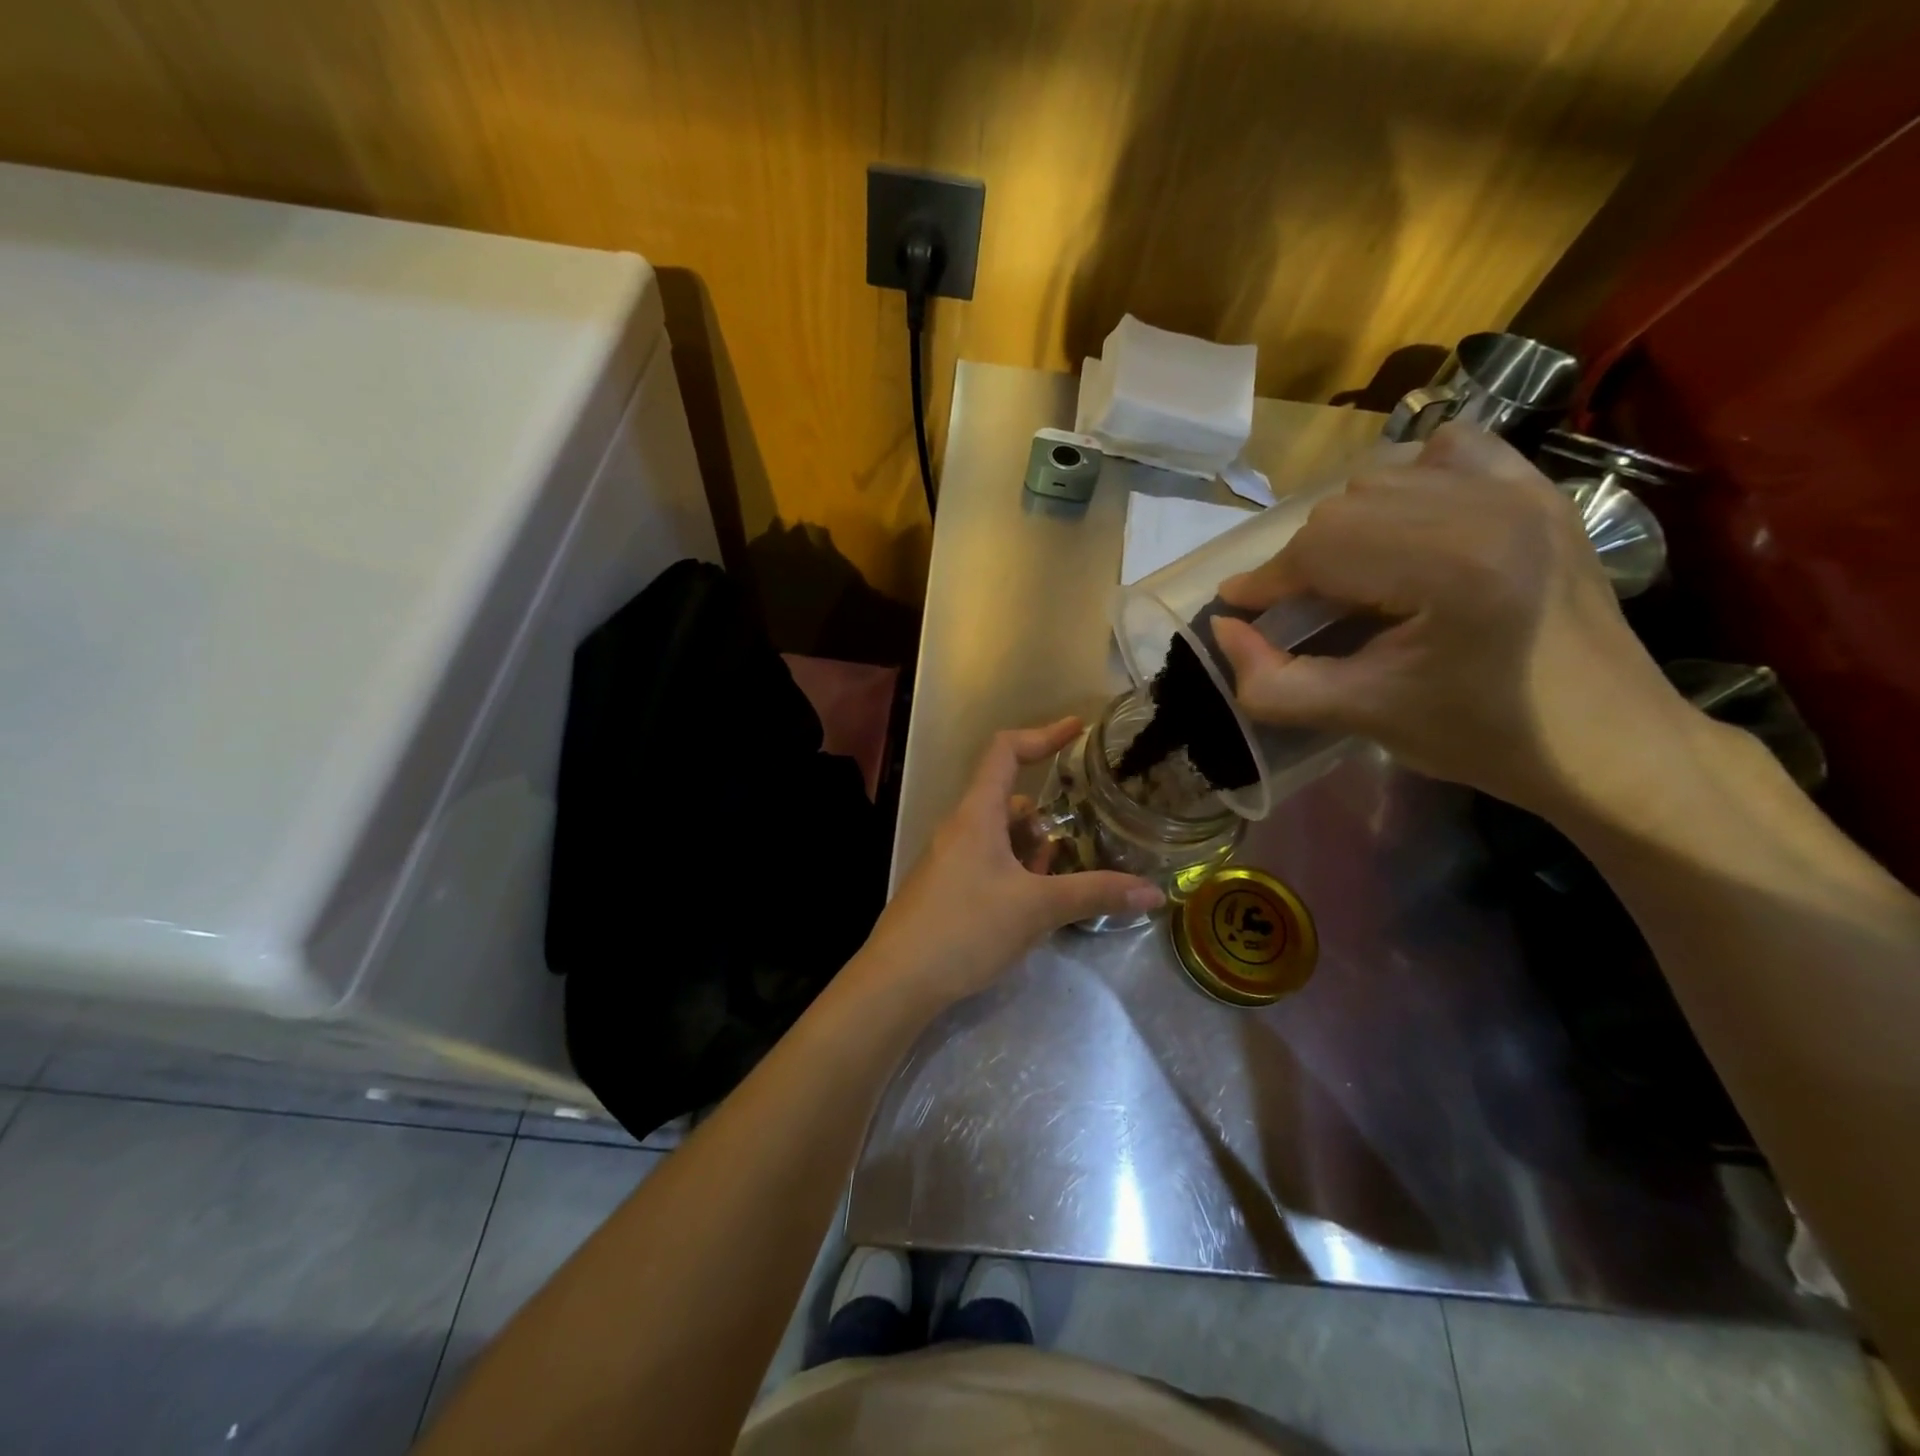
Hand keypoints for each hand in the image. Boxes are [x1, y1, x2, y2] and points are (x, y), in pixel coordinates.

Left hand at [850, 719, 1163, 1014]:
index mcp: (977, 814)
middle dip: (1046, 819)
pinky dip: (1015, 871)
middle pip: (1009, 800)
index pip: (1006, 751)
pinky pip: (988, 862)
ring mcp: (949, 858)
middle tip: (1079, 843)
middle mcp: (960, 828)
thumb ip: (1095, 894)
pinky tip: (1031, 906)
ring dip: (1032, 850)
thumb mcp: (1037, 909)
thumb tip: (1154, 891)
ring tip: (1059, 880)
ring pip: (1000, 836)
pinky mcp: (946, 887)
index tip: (1078, 729)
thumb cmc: (966, 928)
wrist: (898, 980)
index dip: (1043, 734)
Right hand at [1210, 424, 1698, 817]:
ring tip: (1347, 577)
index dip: (1265, 581)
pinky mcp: (1539, 490)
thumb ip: (1273, 682)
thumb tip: (1223, 629)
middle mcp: (1487, 507)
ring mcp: (1521, 489)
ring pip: (1383, 476)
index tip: (1238, 611)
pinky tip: (1405, 526)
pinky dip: (1407, 480)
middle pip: (1344, 507)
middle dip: (1302, 561)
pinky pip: (1448, 450)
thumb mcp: (1362, 718)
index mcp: (1451, 568)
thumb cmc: (1483, 737)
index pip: (1321, 547)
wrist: (1609, 743)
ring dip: (1346, 525)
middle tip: (1296, 611)